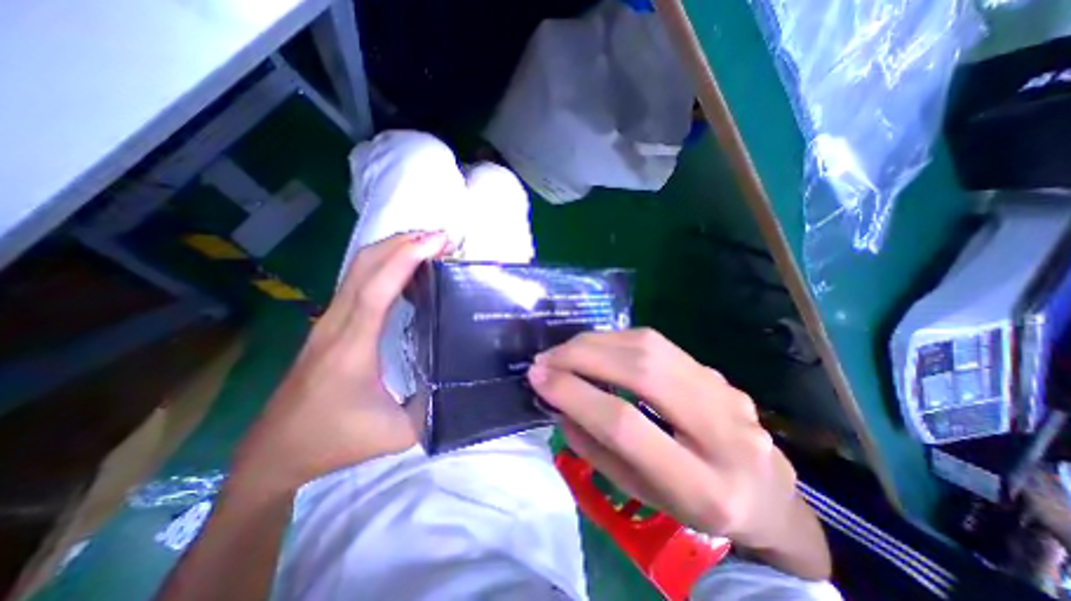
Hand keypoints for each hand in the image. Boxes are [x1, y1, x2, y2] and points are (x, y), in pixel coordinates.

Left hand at [233, 229, 448, 491]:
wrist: (276, 452)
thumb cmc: (336, 441)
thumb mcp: (397, 434)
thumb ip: (433, 406)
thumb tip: (460, 381)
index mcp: (352, 348)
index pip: (377, 290)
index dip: (406, 260)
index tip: (437, 241)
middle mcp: (336, 324)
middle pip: (365, 266)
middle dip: (404, 243)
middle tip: (442, 238)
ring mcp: (329, 321)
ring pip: (358, 269)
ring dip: (393, 249)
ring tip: (429, 245)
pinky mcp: (331, 323)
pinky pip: (358, 281)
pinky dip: (384, 264)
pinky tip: (406, 267)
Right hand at [531, 329, 831, 576]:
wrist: (766, 493)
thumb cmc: (696, 508)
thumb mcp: (642, 494)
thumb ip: (597, 449)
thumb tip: (561, 402)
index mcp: (703, 487)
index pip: (625, 424)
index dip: (575, 394)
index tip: (537, 379)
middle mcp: (722, 430)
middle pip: (641, 371)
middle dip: (582, 357)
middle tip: (545, 359)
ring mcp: (725, 391)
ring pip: (649, 346)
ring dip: (596, 342)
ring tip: (564, 351)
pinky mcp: (715, 371)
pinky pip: (658, 343)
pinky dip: (616, 340)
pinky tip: (595, 348)